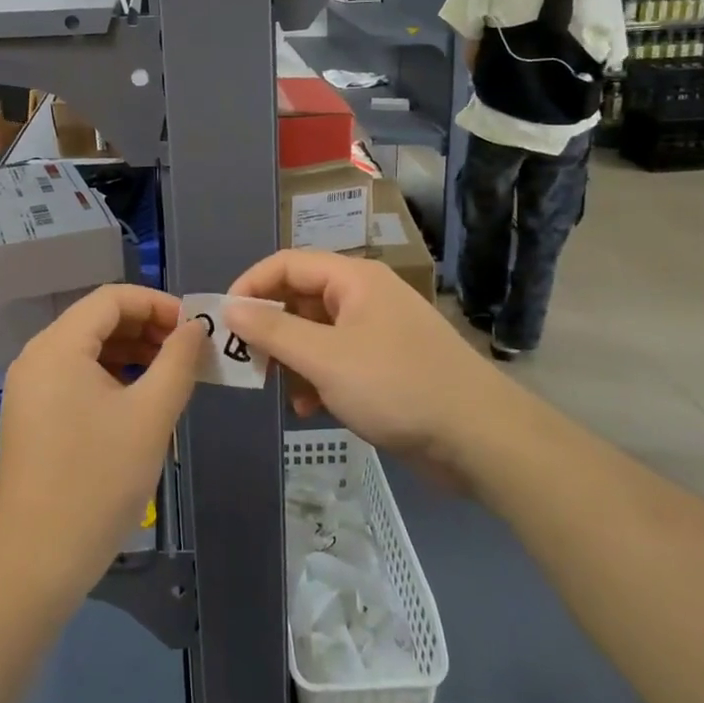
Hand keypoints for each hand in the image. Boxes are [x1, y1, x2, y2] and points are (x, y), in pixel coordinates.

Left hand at [0, 285, 205, 607]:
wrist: (37, 560)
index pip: (112, 298)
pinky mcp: (31, 414)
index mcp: (58, 346)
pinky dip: (109, 376)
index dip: (158, 303)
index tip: (195, 327)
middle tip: (188, 352)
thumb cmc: (98, 481)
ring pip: (87, 348)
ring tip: (171, 374)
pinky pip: (74, 376)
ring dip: (130, 352)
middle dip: (146, 327)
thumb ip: (178, 361)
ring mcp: (29, 387)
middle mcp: (36, 356)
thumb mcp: (151, 416)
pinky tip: (138, 399)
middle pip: (97, 319)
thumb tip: (196, 327)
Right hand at [227, 252, 495, 471]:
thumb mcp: (324, 358)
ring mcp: (378, 332)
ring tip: (282, 392)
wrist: (479, 438)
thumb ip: (273, 330)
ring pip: (316, 334)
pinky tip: (312, 409)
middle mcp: (365, 297)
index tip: (223, 321)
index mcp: (353, 280)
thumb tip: (230, 309)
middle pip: (301, 299)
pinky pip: (337, 361)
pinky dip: (318, 380)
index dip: (250, 286)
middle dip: (271, 330)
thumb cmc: (396, 386)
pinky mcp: (387, 366)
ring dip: (293, 361)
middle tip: (248, 362)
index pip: (287, 264)